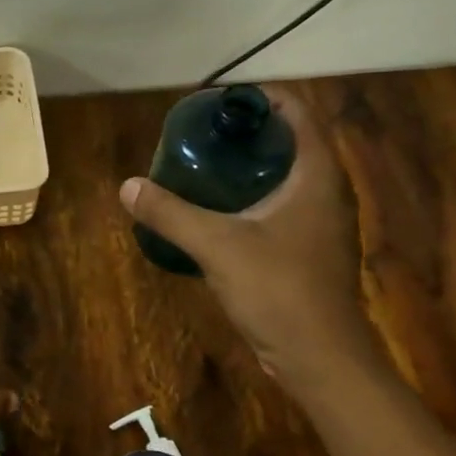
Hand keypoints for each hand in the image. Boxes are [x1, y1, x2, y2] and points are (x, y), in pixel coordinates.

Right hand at [118, 84, 382, 395]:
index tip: (219, 101)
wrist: (320, 358)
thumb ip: (171, 213)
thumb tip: (128, 187)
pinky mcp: (311, 251)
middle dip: (249, 132)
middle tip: (204, 133)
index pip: (298, 113)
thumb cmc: (278, 290)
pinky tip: (219, 211)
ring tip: (206, 165)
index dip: (261, 98)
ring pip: (288, 177)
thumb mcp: (216, 246)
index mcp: (317, 176)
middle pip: (292, 142)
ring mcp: (322, 224)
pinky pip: (283, 206)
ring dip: (251, 166)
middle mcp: (327, 192)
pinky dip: (254, 197)